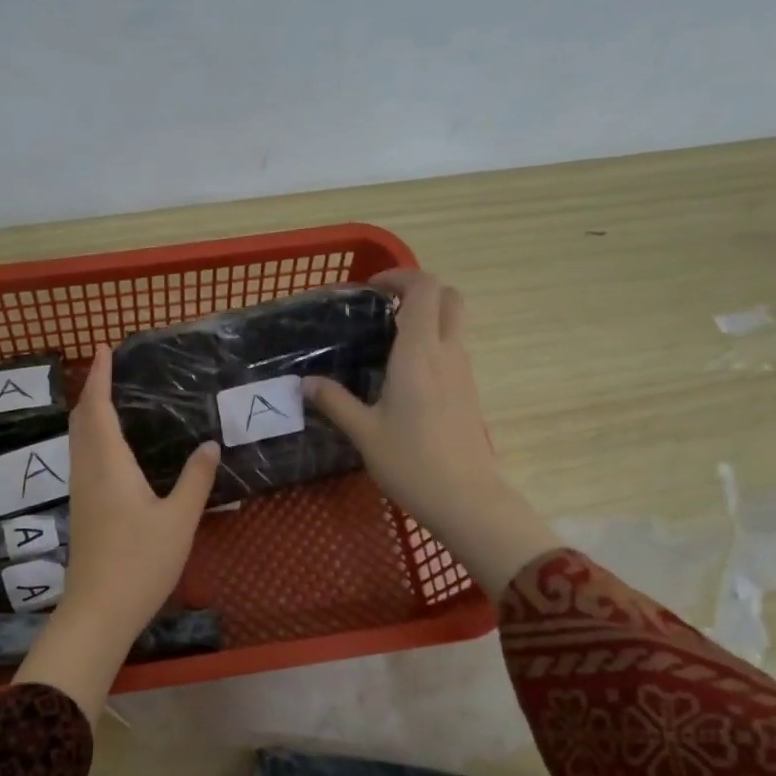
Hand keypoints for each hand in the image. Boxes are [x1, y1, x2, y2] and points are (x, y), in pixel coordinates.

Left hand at [12, 345, 218, 718]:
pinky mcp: (82, 511)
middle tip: (109, 370)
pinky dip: (91, 438)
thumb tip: (210, 444)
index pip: (98, 408)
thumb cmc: (140, 562)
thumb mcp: (179, 519)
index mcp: (109, 464)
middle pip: (81, 420)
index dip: (100, 376)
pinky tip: (110, 450)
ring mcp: (80, 492)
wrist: (99, 610)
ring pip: (78, 440)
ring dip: (89, 414)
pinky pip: (82, 459)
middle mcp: (88, 471)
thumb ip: (196, 479)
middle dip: (92, 391)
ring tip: (109, 400)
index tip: (104, 349)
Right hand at [305, 270, 560, 592]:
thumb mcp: (364, 433)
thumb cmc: (411, 462)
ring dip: (427, 318)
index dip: (400, 276)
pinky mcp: (469, 392)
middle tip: (385, 308)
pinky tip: (403, 376)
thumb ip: (335, 402)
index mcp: (419, 353)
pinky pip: (453, 351)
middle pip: (449, 297)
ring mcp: (464, 373)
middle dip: (420, 291)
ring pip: (454, 324)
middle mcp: (447, 353)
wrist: (466, 498)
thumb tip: (307, 383)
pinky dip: (432, 344)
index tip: (372, 289)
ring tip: (387, 342)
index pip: (424, 289)